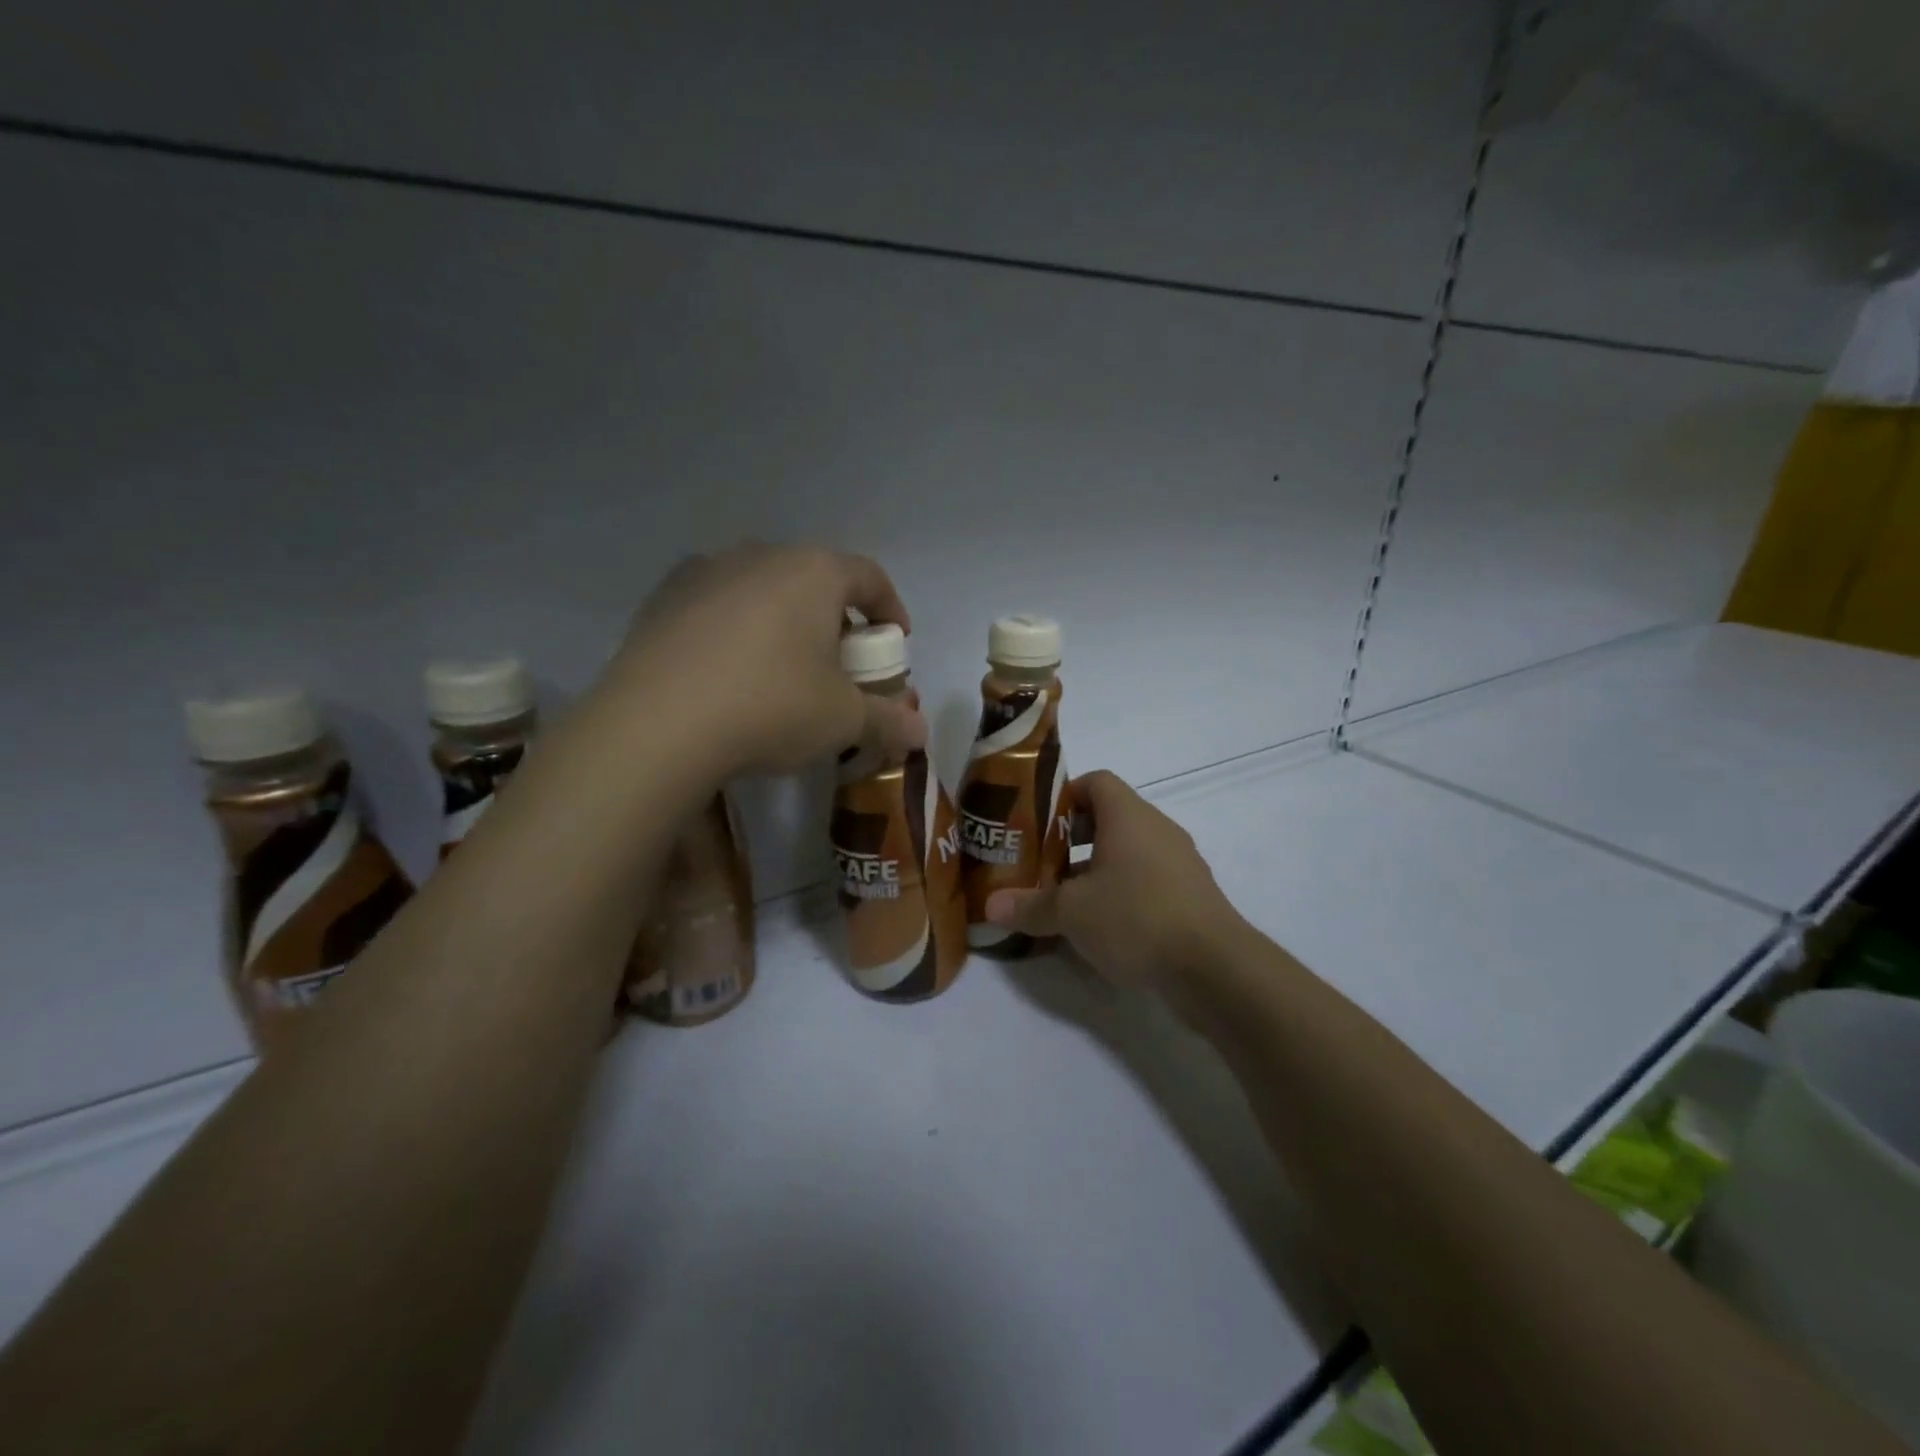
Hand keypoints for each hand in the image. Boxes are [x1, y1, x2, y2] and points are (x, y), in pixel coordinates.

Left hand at [604, 545, 927, 777]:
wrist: (655, 726)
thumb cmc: (771, 707)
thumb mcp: (843, 720)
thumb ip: (889, 720)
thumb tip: (921, 734)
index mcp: (814, 572)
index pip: (869, 576)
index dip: (890, 608)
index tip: (895, 640)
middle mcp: (760, 556)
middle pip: (814, 580)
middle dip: (835, 618)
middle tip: (839, 662)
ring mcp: (704, 572)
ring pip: (762, 589)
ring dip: (782, 620)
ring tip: (782, 667)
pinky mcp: (661, 599)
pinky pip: (716, 607)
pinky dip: (735, 630)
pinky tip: (728, 672)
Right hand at [984, 770, 1247, 992]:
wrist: (1215, 967)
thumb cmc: (1136, 918)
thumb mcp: (1072, 913)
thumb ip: (1030, 906)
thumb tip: (991, 906)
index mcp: (1129, 816)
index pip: (1096, 781)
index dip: (1065, 795)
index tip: (1037, 823)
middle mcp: (1157, 829)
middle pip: (1109, 817)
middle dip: (1072, 838)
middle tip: (1041, 863)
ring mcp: (1179, 862)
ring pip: (1128, 852)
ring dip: (1096, 868)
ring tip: (1065, 899)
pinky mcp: (1191, 895)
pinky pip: (1147, 879)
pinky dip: (1122, 891)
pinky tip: (1101, 926)